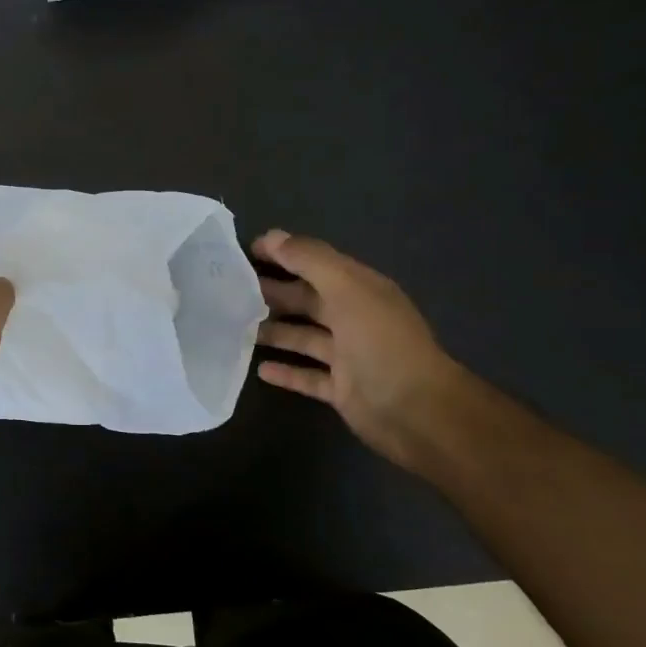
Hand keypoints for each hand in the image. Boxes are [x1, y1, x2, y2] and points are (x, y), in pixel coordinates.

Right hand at [252, 230, 464, 463]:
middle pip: (308, 300)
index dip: (284, 254)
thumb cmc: (380, 342)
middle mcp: (355, 319)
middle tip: (231, 291)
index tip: (245, 251)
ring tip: (236, 327)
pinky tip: (260, 369)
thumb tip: (273, 236)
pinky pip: (308, 376)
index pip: (317, 264)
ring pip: (304, 337)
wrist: (415, 410)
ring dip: (274, 331)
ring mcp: (349, 356)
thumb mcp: (346, 289)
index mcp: (361, 290)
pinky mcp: (341, 389)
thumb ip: (310, 260)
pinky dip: (286, 372)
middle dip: (273, 293)